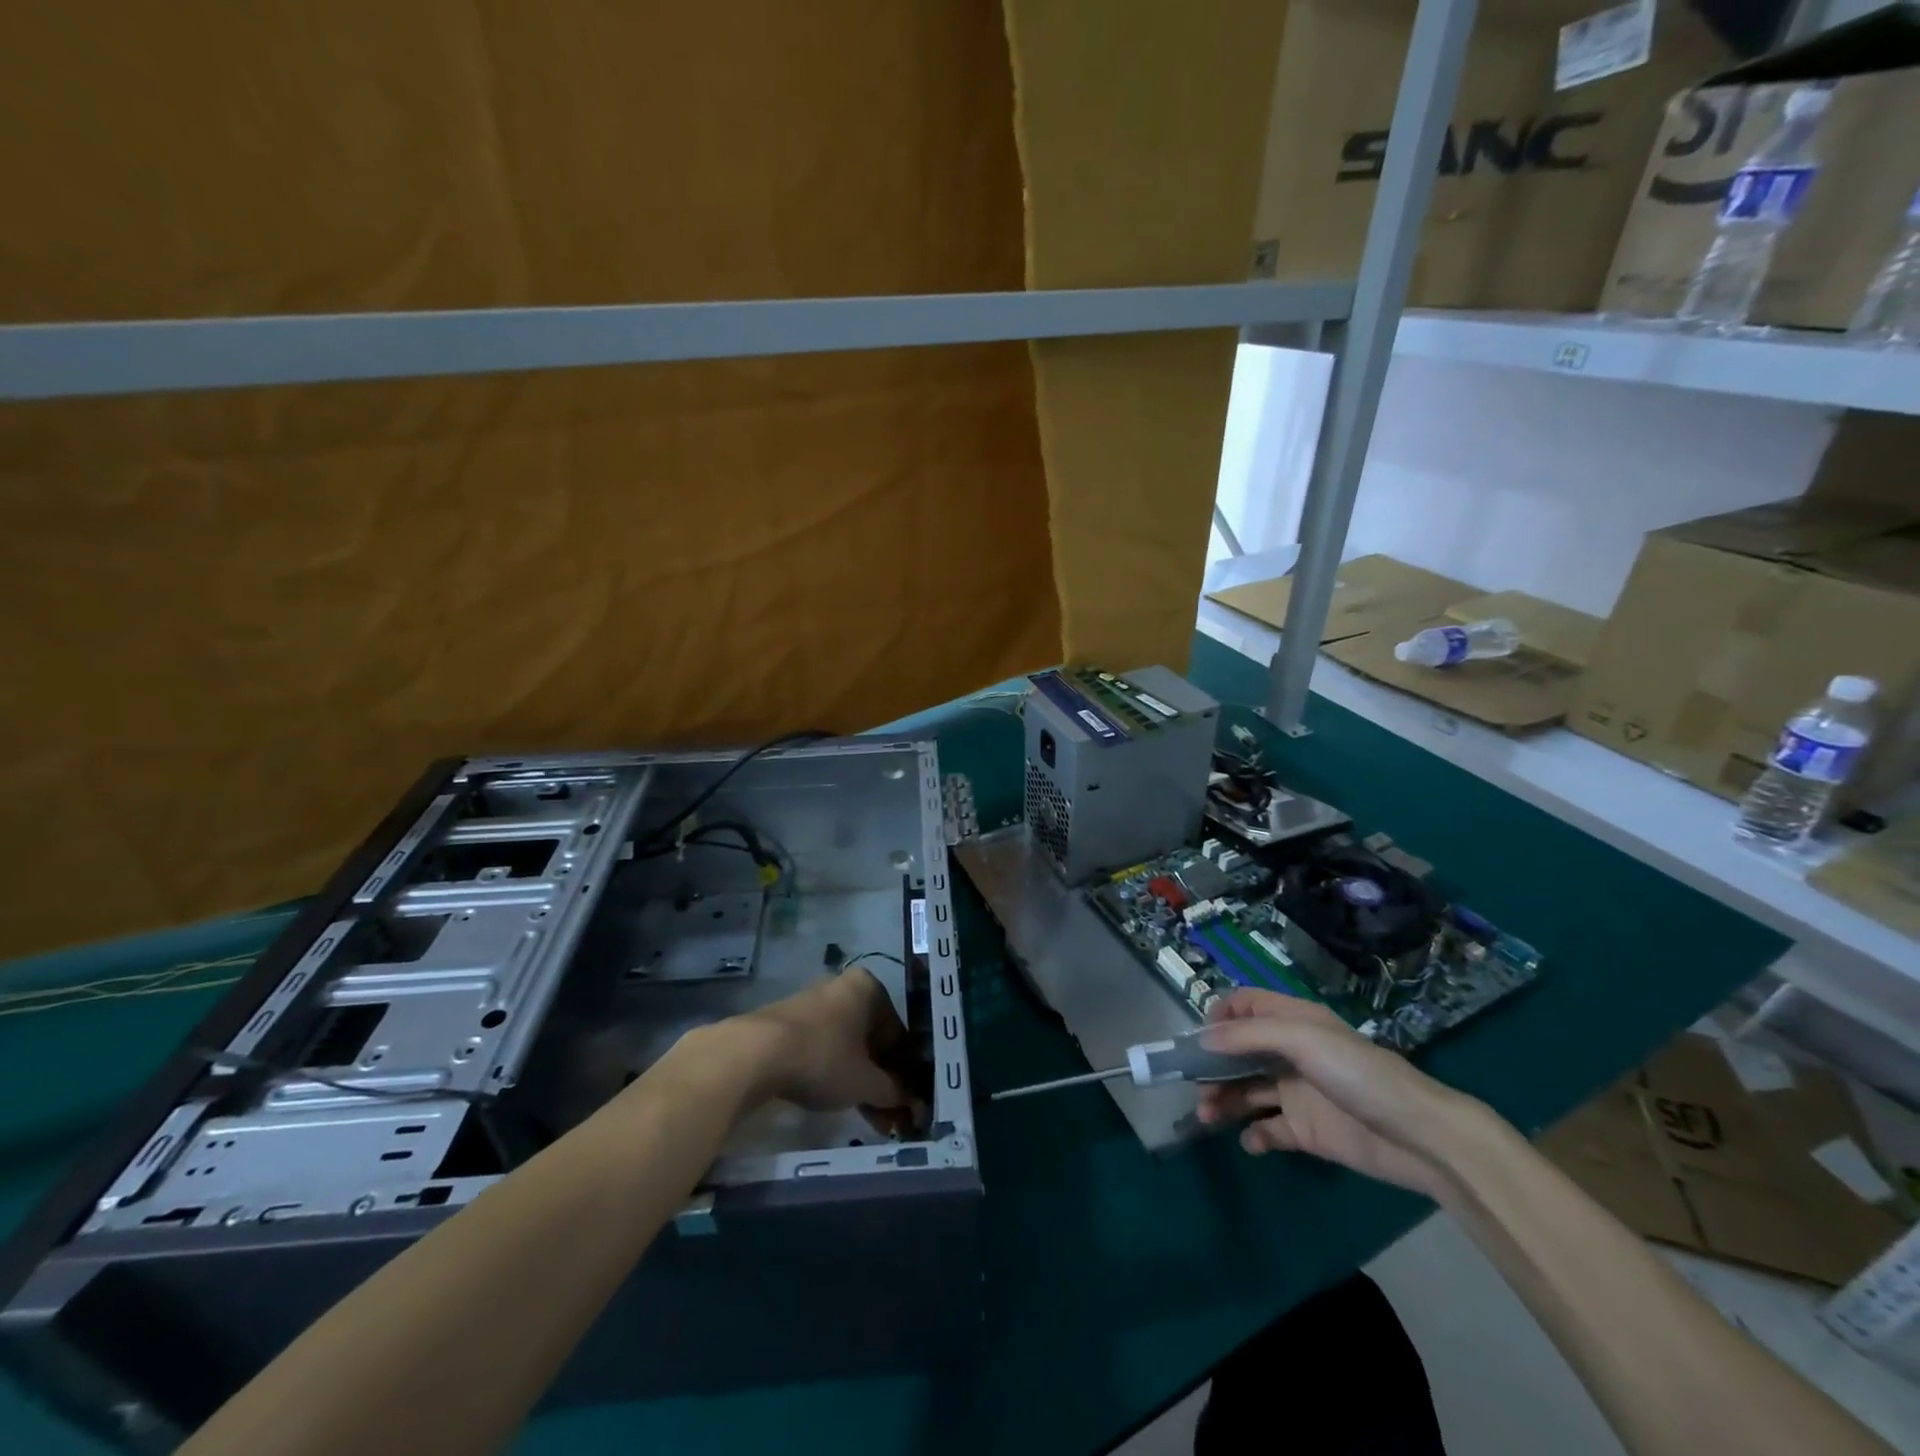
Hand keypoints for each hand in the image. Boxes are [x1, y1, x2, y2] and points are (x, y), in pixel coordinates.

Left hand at [737, 967, 916, 1124]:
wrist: (754, 1054)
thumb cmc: (822, 1057)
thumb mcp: (865, 1082)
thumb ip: (893, 1091)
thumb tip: (914, 1104)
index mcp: (869, 988)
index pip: (898, 1033)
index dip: (905, 1072)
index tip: (907, 1102)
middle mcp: (844, 988)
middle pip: (873, 1039)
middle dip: (882, 1079)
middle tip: (890, 1115)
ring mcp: (815, 1004)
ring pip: (849, 1046)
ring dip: (861, 1080)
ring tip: (869, 1117)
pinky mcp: (791, 1023)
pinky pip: (825, 1048)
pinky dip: (836, 1073)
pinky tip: (838, 1101)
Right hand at [1197, 989, 1480, 1200]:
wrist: (1419, 1137)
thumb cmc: (1359, 1074)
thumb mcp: (1302, 1039)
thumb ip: (1249, 1036)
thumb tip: (1202, 1039)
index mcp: (1293, 1022)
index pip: (1246, 1006)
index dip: (1219, 1016)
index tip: (1197, 1039)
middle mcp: (1291, 1053)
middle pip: (1239, 1051)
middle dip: (1212, 1065)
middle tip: (1194, 1086)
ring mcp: (1298, 1093)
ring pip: (1247, 1090)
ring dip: (1223, 1100)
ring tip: (1207, 1116)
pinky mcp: (1307, 1131)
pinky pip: (1269, 1130)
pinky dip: (1254, 1135)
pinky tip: (1251, 1141)